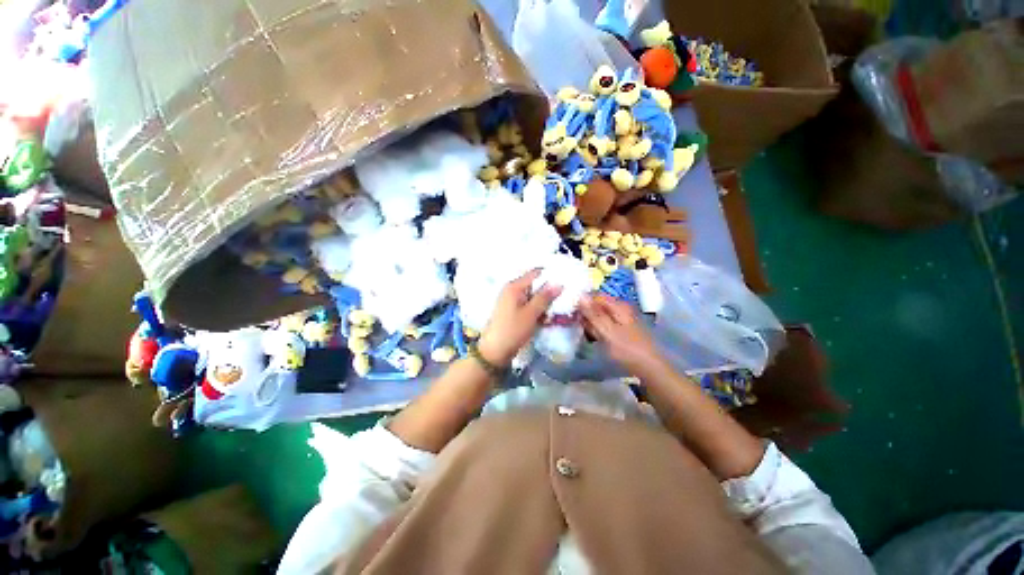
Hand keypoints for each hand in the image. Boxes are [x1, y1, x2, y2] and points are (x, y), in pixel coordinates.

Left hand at [477, 270, 561, 365]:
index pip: (535, 273)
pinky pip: (527, 304)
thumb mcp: (531, 313)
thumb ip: (545, 297)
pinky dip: (536, 308)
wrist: (495, 351)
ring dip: (543, 302)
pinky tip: (546, 316)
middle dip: (548, 290)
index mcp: (514, 286)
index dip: (550, 276)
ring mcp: (511, 300)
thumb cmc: (513, 330)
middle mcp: (511, 289)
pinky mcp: (512, 311)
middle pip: (534, 284)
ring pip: (532, 296)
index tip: (565, 282)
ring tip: (558, 308)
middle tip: (564, 297)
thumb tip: (559, 283)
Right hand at [580, 294, 665, 377]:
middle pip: (597, 305)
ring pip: (600, 316)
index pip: (594, 295)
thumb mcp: (607, 331)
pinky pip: (605, 324)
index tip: (571, 313)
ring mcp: (622, 319)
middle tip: (578, 326)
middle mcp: (620, 308)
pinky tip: (594, 338)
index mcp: (618, 305)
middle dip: (586, 314)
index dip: (582, 302)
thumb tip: (579, 295)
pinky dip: (598, 329)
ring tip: (586, 334)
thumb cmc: (627, 349)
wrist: (650, 368)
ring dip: (591, 323)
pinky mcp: (622, 330)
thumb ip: (593, 314)